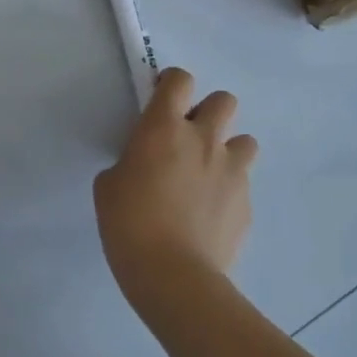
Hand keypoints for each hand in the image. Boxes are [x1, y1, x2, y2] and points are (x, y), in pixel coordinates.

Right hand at [94, 67, 257, 309]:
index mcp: (164, 127)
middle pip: (224, 100)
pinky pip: (242, 184)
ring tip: (209, 176)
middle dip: (210, 112)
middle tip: (190, 138)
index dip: (172, 84)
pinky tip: (211, 215)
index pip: (180, 79)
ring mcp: (231, 171)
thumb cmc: (129, 223)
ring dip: (228, 151)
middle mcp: (204, 139)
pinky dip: (229, 191)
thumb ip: (131, 162)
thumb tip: (144, 166)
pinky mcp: (247, 204)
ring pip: (245, 141)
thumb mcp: (110, 184)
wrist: (174, 276)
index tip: (162, 101)